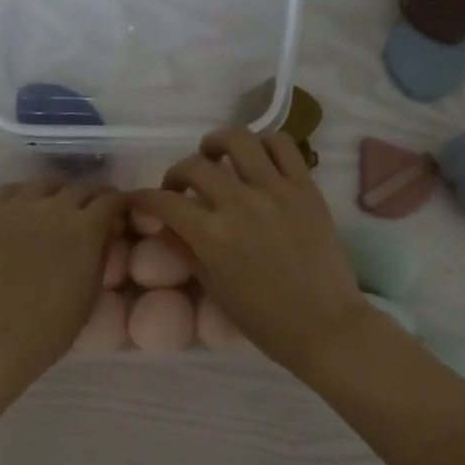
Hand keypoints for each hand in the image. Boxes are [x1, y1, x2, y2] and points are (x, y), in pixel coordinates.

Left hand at [0, 179, 127, 389]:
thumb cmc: (50, 329)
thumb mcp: (91, 293)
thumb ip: (102, 254)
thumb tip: (106, 232)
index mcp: (84, 229)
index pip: (110, 199)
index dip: (119, 204)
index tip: (119, 213)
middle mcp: (51, 208)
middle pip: (79, 188)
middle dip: (92, 198)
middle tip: (92, 213)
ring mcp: (12, 208)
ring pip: (44, 184)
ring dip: (58, 193)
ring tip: (57, 209)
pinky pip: (9, 192)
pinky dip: (24, 197)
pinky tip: (24, 213)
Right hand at [132, 128, 373, 372]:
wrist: (323, 325)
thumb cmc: (264, 319)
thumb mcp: (215, 288)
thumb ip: (186, 249)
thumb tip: (163, 225)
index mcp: (212, 235)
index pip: (164, 201)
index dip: (144, 198)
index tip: (141, 200)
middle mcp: (240, 203)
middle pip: (194, 166)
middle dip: (175, 174)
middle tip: (179, 189)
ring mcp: (276, 190)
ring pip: (237, 140)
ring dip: (216, 144)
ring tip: (214, 156)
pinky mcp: (306, 187)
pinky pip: (282, 145)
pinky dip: (262, 143)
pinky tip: (255, 158)